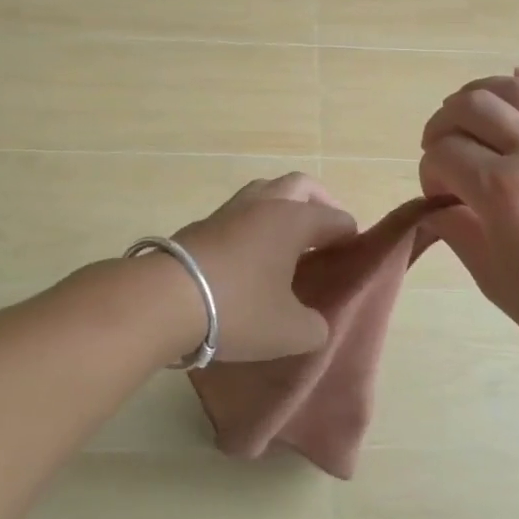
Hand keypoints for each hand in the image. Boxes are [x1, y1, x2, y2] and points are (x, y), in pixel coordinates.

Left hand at [173, 174, 358, 362]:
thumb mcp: (290, 332)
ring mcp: (229, 210)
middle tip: (325, 234)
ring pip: (265, 193)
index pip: (335, 218)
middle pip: (301, 186)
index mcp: (294, 220)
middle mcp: (264, 204)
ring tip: (286, 243)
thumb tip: (314, 322)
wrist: (165, 300)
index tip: (353, 256)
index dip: (350, 236)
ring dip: (282, 209)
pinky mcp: (202, 224)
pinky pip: (240, 214)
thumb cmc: (239, 309)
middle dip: (319, 204)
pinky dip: (253, 225)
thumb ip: (314, 327)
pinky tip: (251, 256)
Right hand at [419, 70, 518, 367]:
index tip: (439, 192)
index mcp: (501, 191)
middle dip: (444, 122)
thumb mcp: (494, 280)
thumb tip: (437, 204)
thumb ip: (457, 232)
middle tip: (443, 146)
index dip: (429, 169)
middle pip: (472, 106)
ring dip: (483, 93)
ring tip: (475, 112)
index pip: (443, 153)